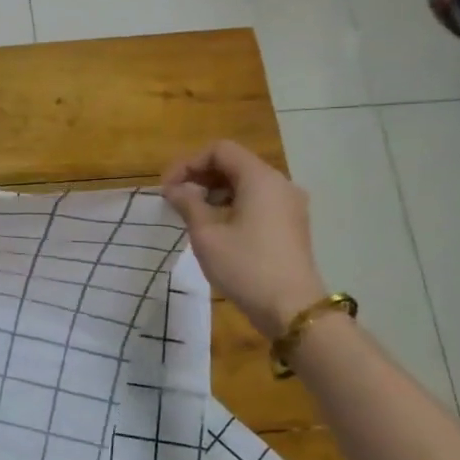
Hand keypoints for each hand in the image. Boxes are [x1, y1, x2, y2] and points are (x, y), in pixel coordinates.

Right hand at [161, 140, 327, 338]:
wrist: (292, 309)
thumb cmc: (245, 267)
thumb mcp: (207, 234)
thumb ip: (188, 203)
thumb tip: (175, 188)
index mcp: (260, 178)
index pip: (220, 150)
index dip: (189, 163)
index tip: (168, 188)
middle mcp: (280, 184)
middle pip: (235, 164)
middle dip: (201, 177)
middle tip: (175, 200)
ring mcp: (290, 205)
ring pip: (246, 184)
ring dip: (215, 192)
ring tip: (191, 214)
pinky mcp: (292, 225)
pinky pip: (258, 202)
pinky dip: (233, 205)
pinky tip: (216, 227)